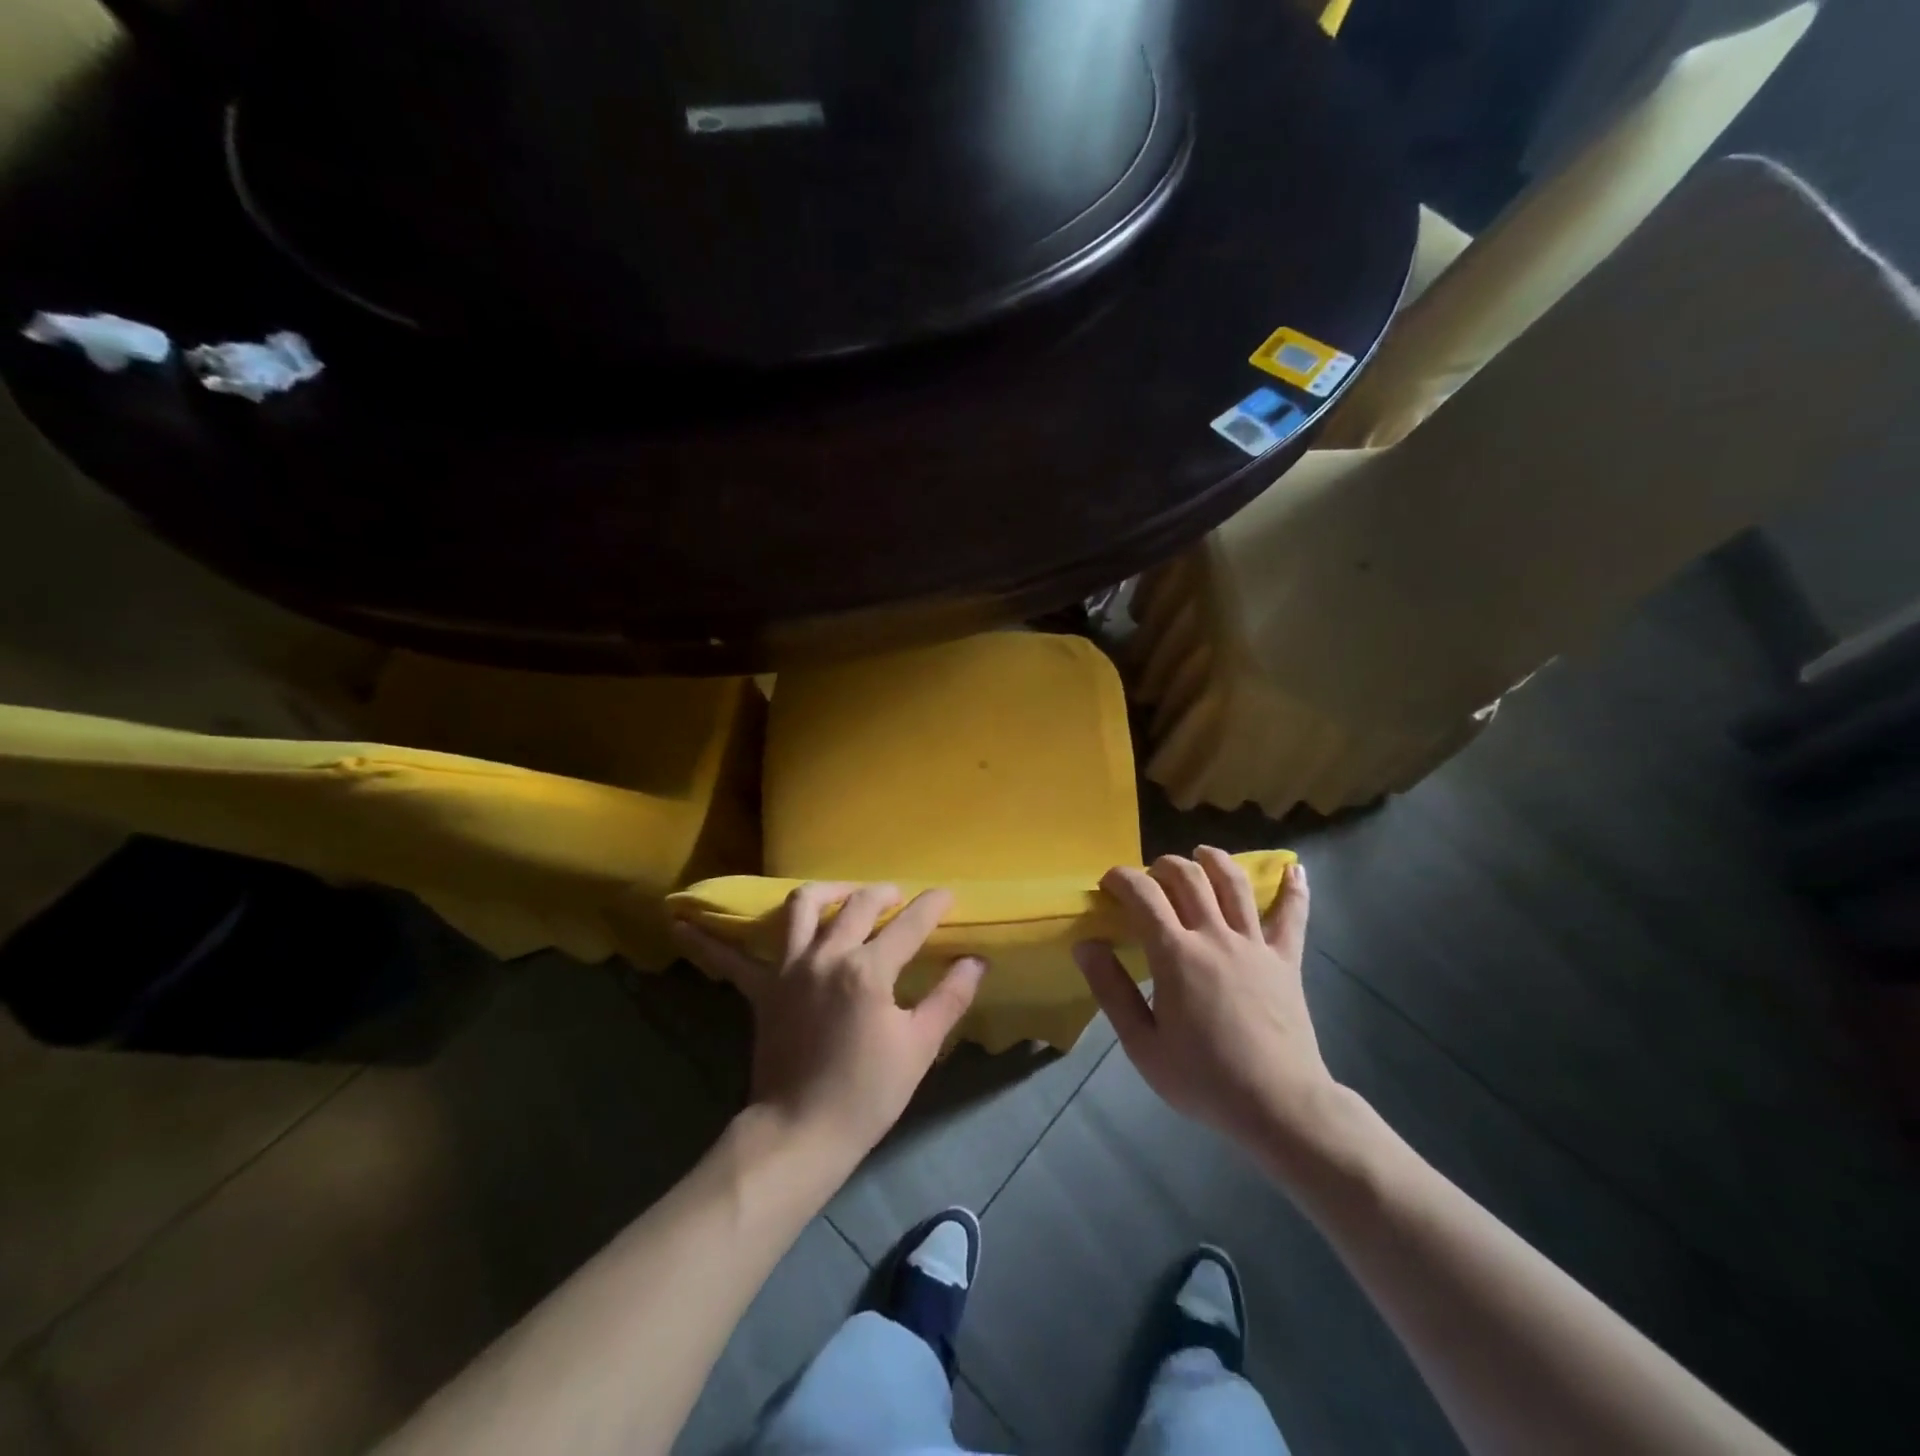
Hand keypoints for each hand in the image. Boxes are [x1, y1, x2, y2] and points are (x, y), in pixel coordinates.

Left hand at [671, 883, 985, 1160]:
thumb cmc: (867, 1093)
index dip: (933, 906)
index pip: (910, 924)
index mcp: (868, 969)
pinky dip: (709, 940)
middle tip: (899, 897)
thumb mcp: (919, 1046)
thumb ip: (949, 998)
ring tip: (840, 894)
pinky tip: (681, 921)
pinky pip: (731, 958)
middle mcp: (827, 955)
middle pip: (859, 904)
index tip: (947, 895)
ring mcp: (789, 968)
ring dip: (825, 892)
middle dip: (884, 893)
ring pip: (802, 907)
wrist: (802, 1134)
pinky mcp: (762, 990)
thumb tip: (976, 962)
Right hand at [1074, 849, 1338, 1152]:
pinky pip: (1292, 916)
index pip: (1144, 895)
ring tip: (1201, 853)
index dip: (1122, 878)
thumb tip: (1086, 945)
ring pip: (1234, 883)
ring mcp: (1255, 944)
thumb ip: (1111, 990)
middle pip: (1188, 877)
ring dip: (1214, 860)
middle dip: (1162, 865)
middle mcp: (1215, 936)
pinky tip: (1295, 868)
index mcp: (1176, 954)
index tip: (1109, 882)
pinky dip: (1294, 889)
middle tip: (1149, 877)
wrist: (1279, 1106)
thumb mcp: (1142, 1044)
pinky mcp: (1286, 960)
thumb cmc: (1203, 1079)